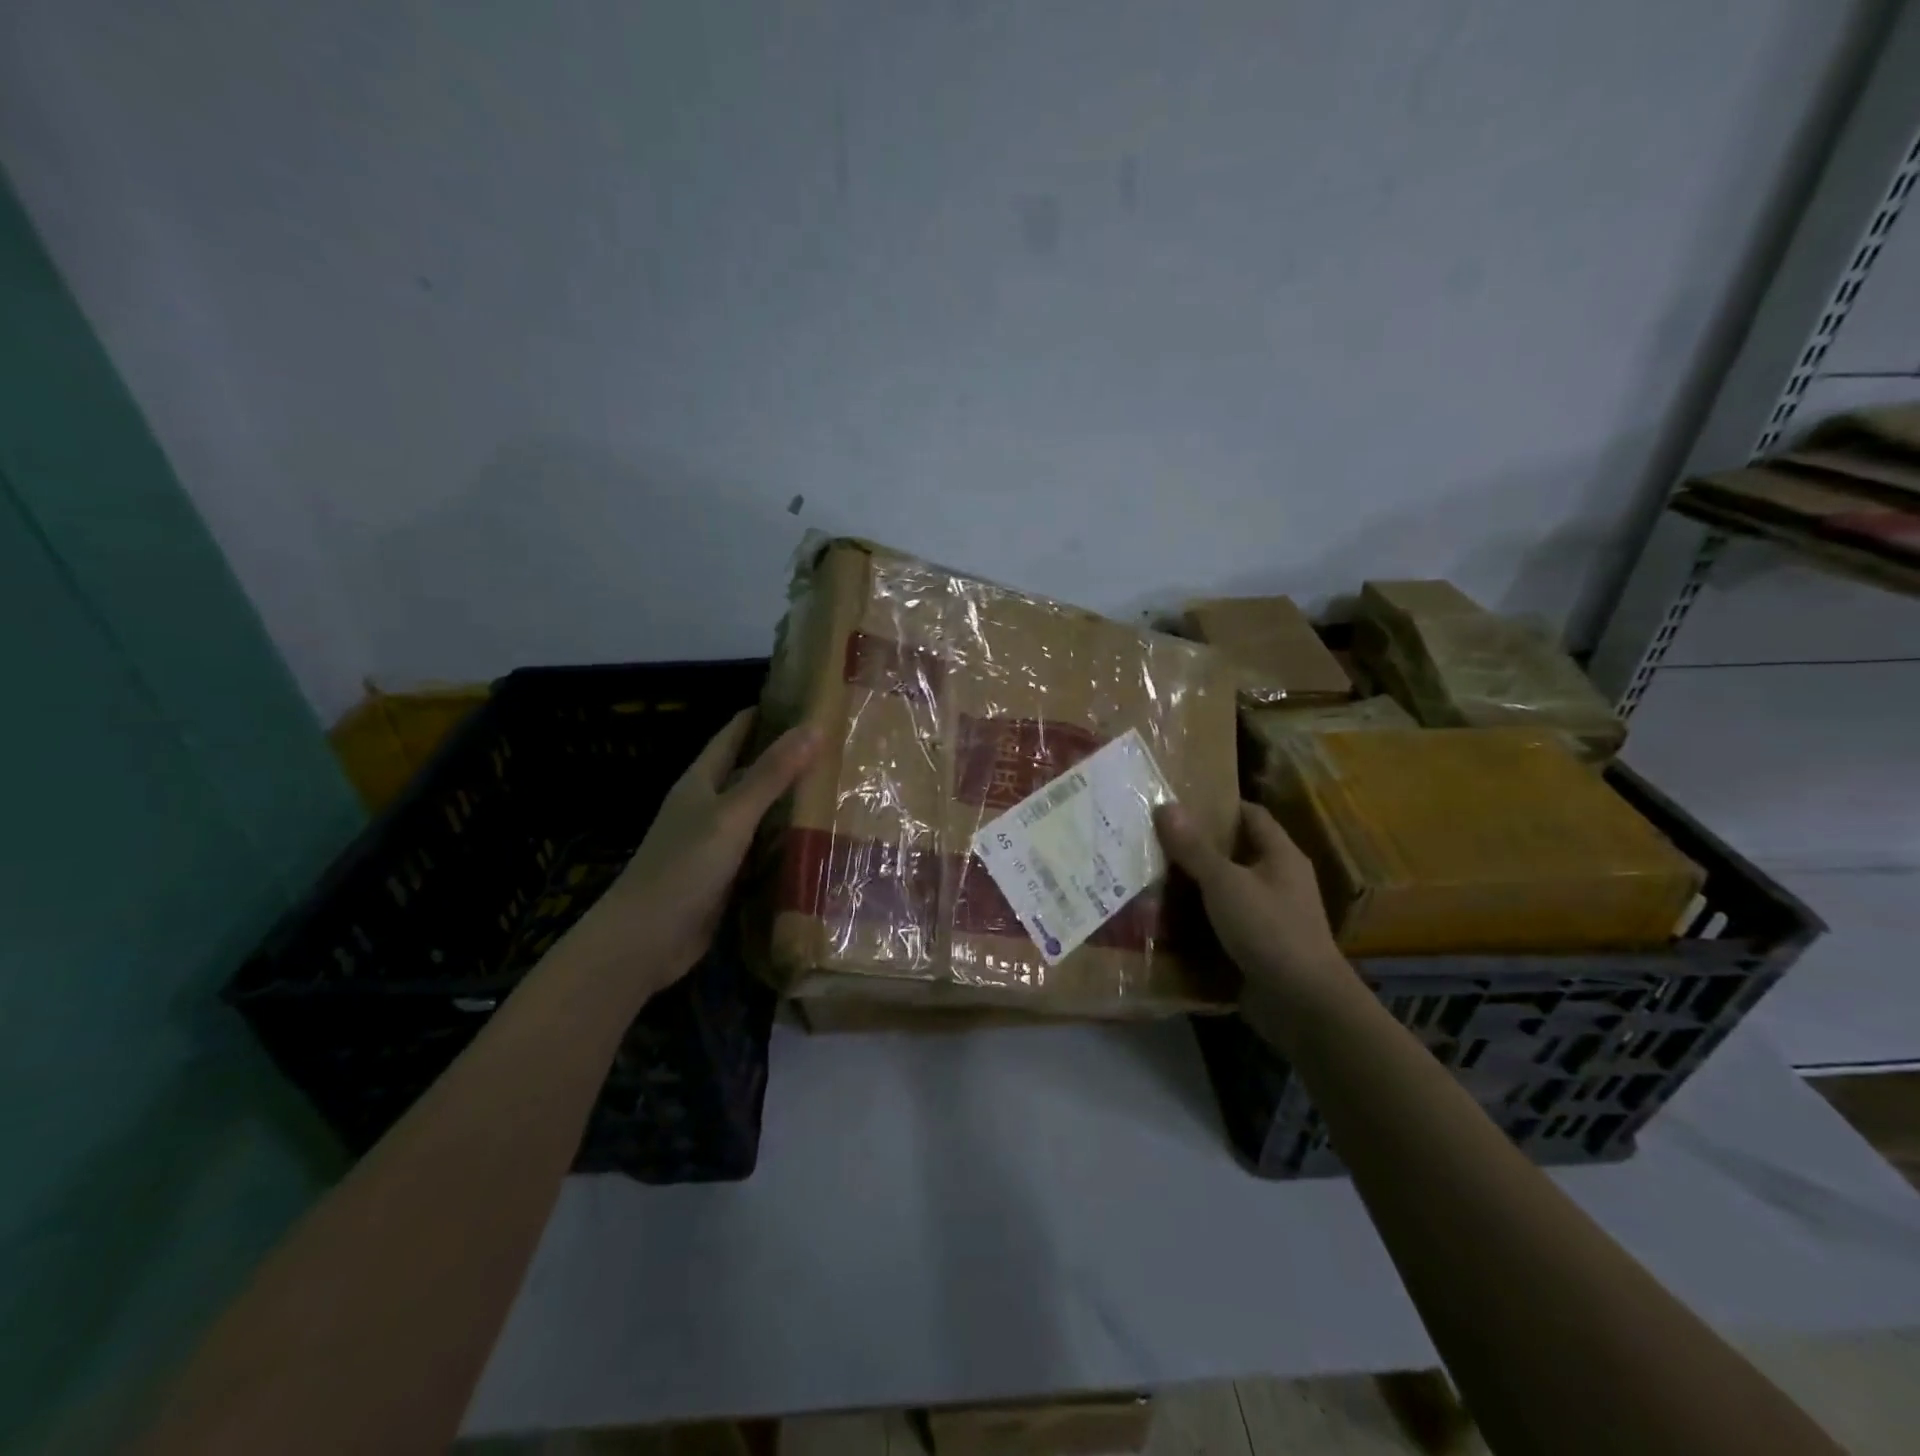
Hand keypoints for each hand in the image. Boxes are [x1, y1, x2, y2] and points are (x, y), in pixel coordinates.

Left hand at [565, 710, 820, 995]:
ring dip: (791, 802)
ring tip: (840, 788)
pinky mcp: (726, 877)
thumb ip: (771, 774)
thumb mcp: (731, 816)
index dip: (766, 714)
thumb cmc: (684, 868)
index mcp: (701, 782)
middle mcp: (708, 807)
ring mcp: (716, 844)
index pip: (735, 734)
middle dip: (788, 758)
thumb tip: (814, 727)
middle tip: (838, 747)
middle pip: (750, 772)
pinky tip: (819, 840)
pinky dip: (787, 841)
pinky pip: (762, 849)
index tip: (808, 701)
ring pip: (760, 813)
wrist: (645, 942)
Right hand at [1154, 800, 1350, 1002]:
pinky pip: (1223, 924)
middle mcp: (1279, 881)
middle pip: (1234, 853)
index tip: (1178, 804)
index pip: (1251, 815)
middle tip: (1152, 840)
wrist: (1302, 1004)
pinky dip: (1198, 921)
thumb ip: (1194, 847)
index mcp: (1281, 856)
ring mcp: (1270, 916)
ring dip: (1193, 887)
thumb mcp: (1225, 883)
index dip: (1218, 806)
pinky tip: (1164, 920)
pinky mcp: (1257, 947)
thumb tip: (1165, 805)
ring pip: (1225, 891)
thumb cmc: (1269, 929)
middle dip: (1196, 848)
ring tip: (1148, 877)